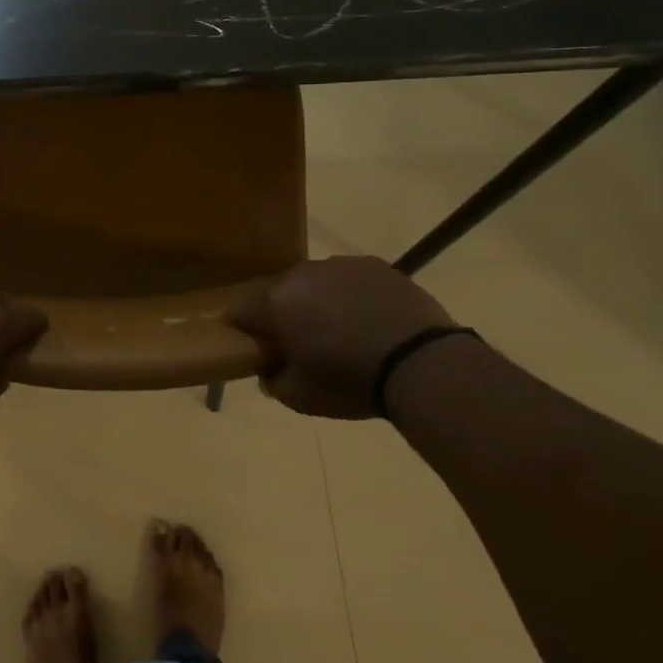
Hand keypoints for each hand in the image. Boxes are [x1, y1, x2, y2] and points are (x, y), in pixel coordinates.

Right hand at [227, 257, 455, 418]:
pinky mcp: (374, 264)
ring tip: (342, 331)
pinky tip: (370, 320)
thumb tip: (270, 369)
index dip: (242, 329)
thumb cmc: (352, 382)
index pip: (239, 310)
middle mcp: (301, 274)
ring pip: (315, 282)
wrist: (423, 364)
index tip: (254, 347)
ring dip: (317, 302)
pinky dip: (351, 295)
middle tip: (300, 342)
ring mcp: (339, 264)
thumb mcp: (301, 398)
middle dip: (282, 314)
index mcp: (275, 302)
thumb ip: (274, 381)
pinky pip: (349, 279)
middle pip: (278, 292)